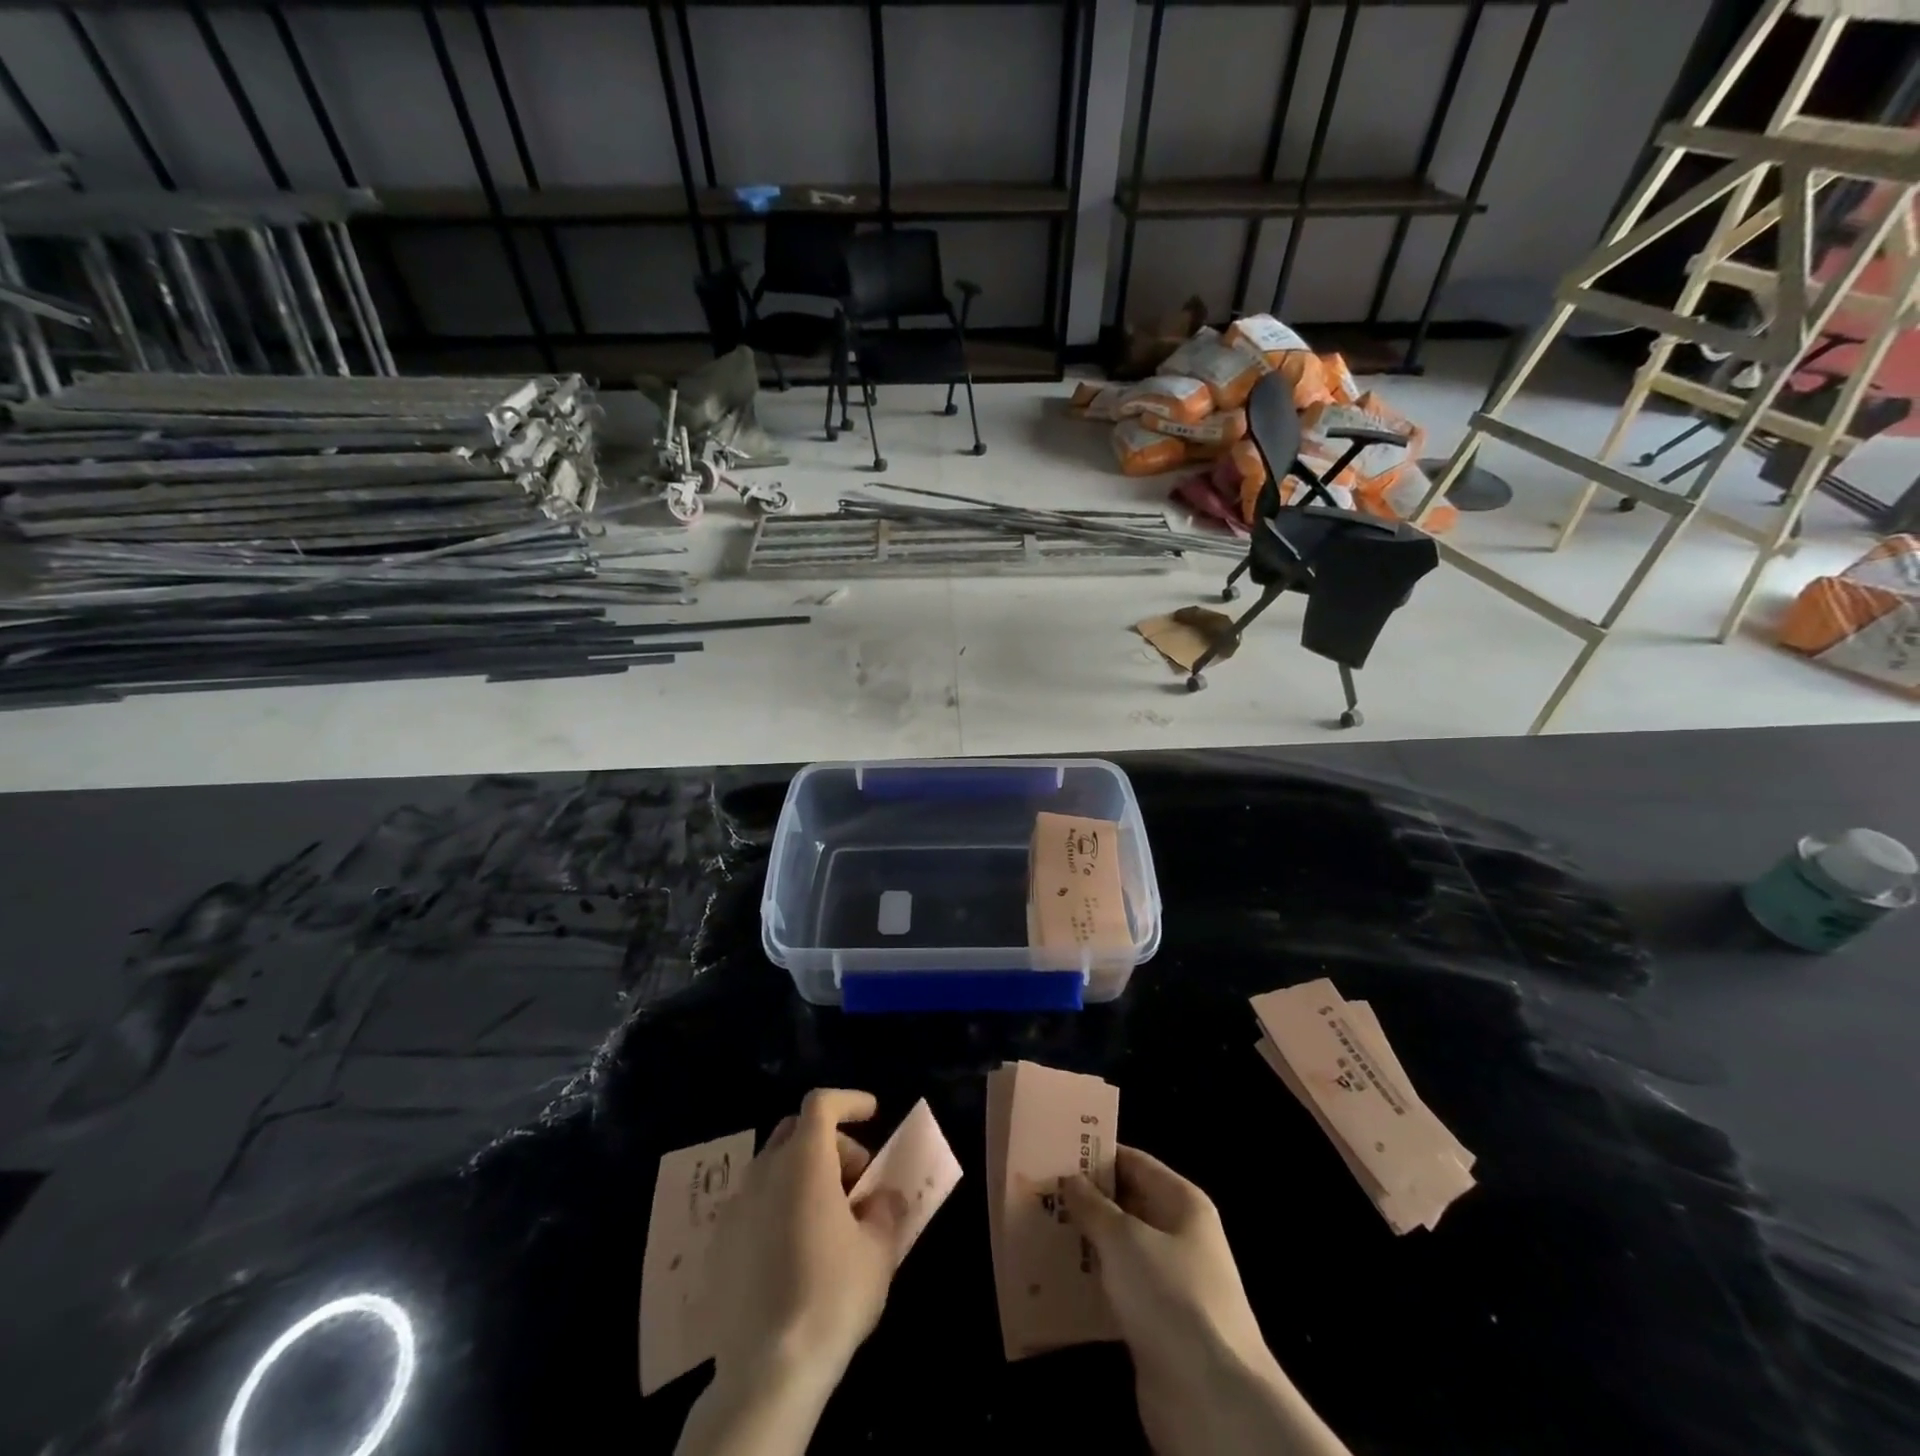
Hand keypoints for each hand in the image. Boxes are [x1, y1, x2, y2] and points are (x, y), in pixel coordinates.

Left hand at [702, 1088, 904, 1393]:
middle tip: (856, 1180)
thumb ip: (885, 1210)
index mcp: (804, 1161)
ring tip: (828, 1219)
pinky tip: (795, 1250)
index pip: (822, 1103)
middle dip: (830, 1142)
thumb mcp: (878, 1251)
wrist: (766, 1373)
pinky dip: (779, 1206)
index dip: (849, 1101)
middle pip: (796, 1131)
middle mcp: (764, 1172)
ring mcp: (735, 1208)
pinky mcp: (718, 1246)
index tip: (873, 1113)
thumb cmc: (831, 1297)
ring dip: (803, 1175)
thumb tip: (884, 1197)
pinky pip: (754, 1205)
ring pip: (773, 1168)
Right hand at [1063, 1146, 1348, 1455]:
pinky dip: (1091, 1282)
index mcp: (1182, 1202)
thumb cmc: (1170, 1296)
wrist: (1211, 1398)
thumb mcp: (1124, 1239)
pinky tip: (1056, 1278)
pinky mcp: (1156, 1322)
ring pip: (1119, 1249)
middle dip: (1085, 1200)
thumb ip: (1093, 1206)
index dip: (1097, 1155)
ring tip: (1038, 1229)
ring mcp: (1169, 1281)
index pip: (1134, 1162)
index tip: (1055, 1150)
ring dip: (1084, 1242)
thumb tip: (1071, 1179)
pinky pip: (1118, 1289)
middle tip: (1039, 1190)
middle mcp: (1179, 1235)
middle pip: (1126, 1205)